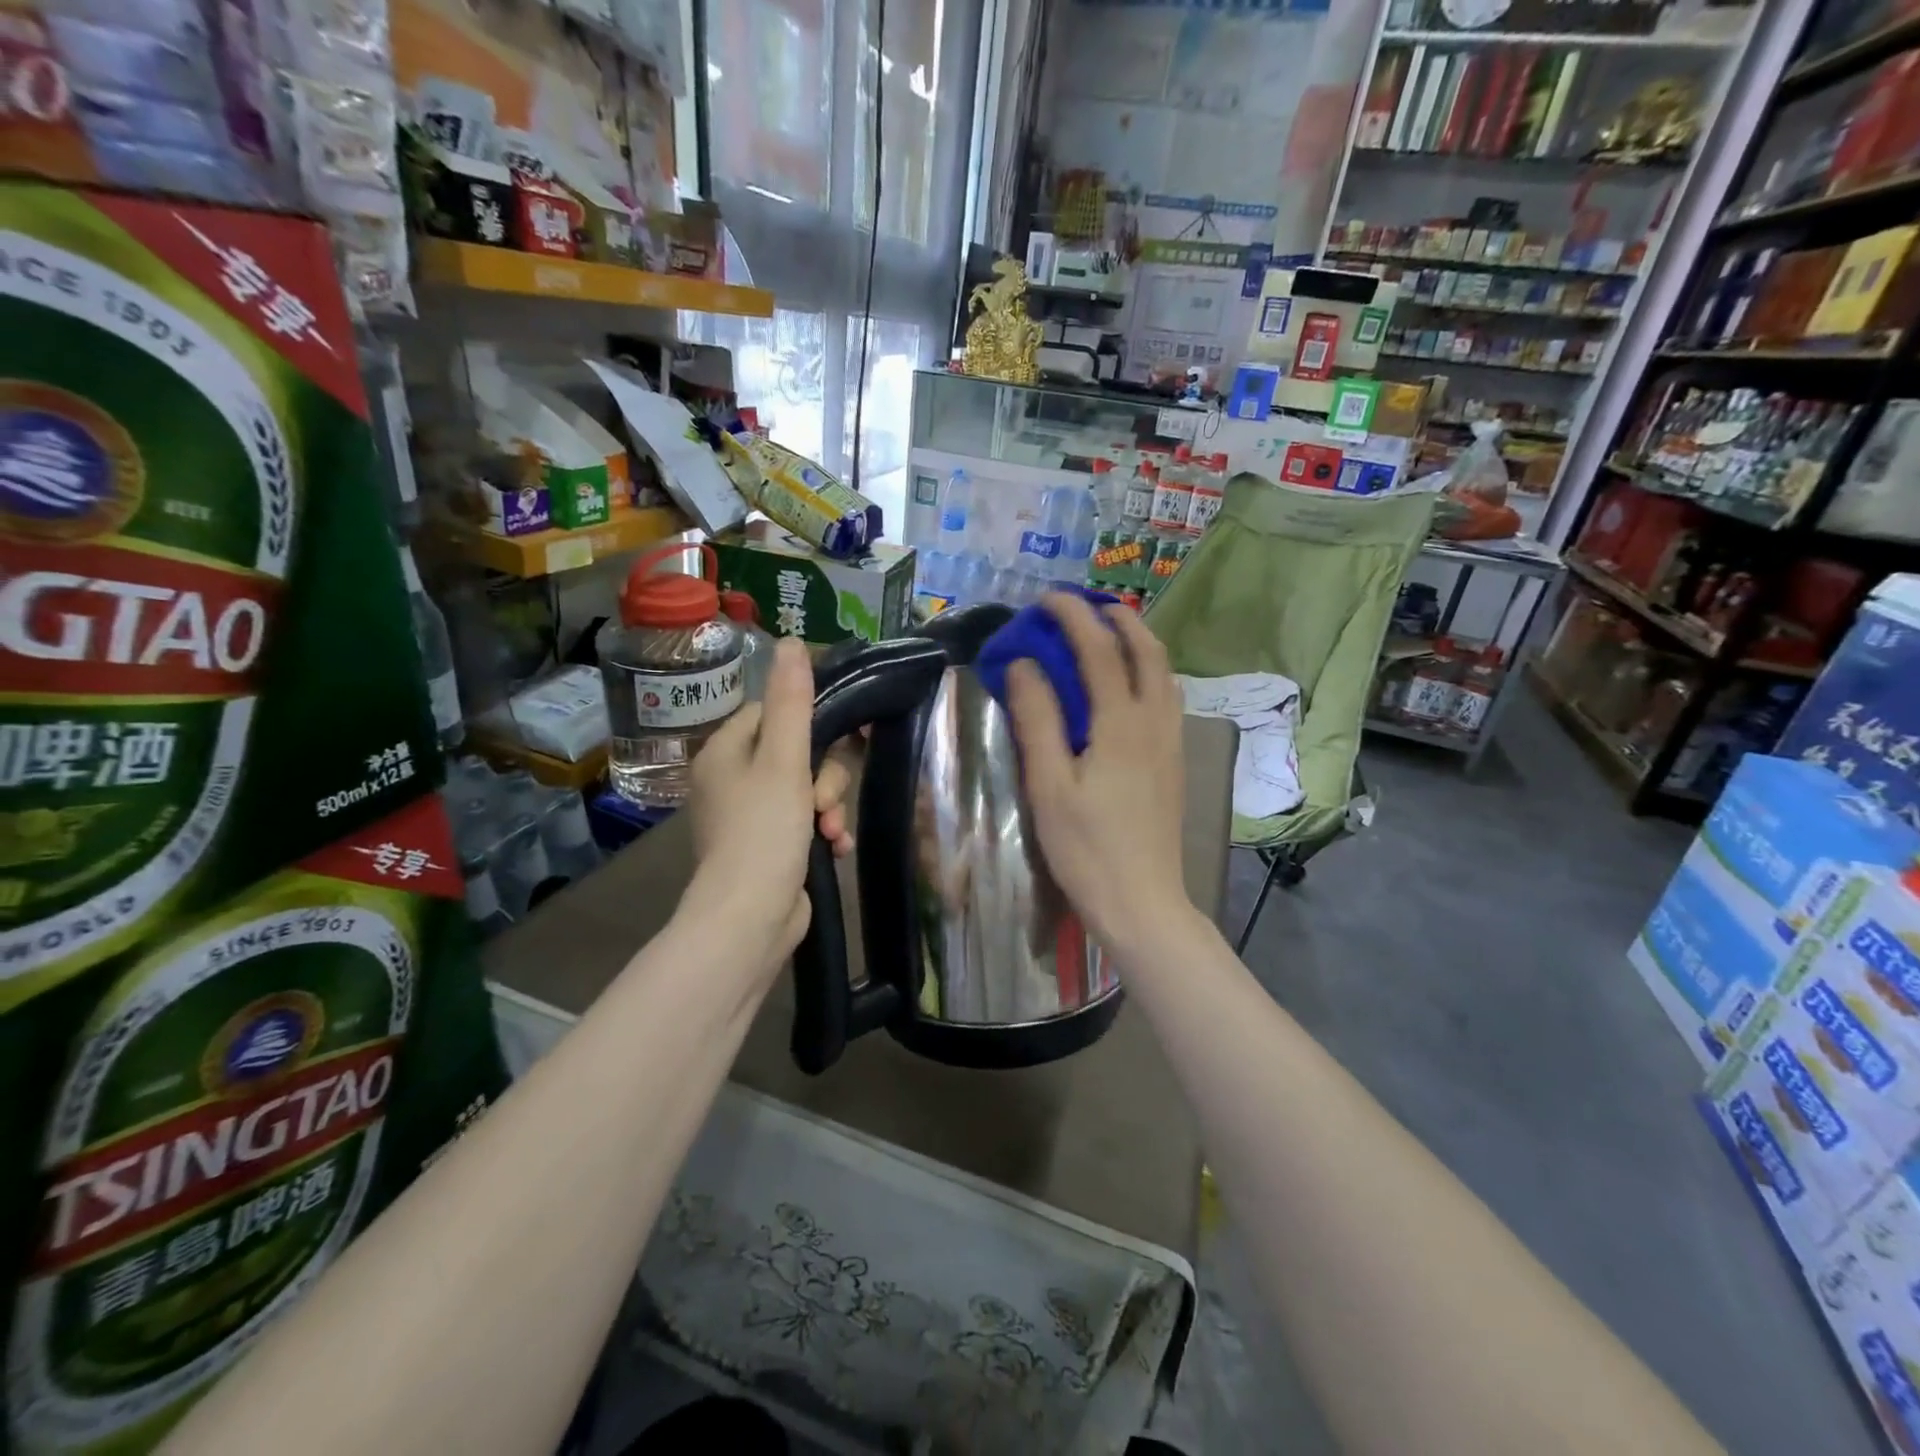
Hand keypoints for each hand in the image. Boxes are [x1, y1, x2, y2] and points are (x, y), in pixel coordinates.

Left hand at [685, 639, 855, 967]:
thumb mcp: (784, 760)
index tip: (846, 732)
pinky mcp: (770, 846)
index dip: (812, 719)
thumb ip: (792, 702)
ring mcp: (751, 815)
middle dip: (824, 777)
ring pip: (808, 789)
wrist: (749, 919)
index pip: (774, 711)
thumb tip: (792, 641)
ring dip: (829, 807)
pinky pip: (806, 821)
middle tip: (822, 800)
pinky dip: (823, 832)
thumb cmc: (763, 832)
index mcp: (727, 751)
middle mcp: (734, 779)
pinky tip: (836, 847)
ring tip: (830, 832)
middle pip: (798, 752)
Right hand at [1004, 594, 1187, 947]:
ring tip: (1108, 635)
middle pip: (1147, 650)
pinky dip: (1149, 672)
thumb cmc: (1086, 849)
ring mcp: (1172, 742)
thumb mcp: (1049, 786)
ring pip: (1165, 672)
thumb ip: (1037, 720)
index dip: (1072, 616)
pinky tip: (1129, 687)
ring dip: (1138, 641)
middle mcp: (1155, 722)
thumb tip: (1023, 664)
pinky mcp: (1175, 762)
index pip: (1098, 649)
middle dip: (1118, 617)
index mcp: (1121, 724)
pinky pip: (1168, 697)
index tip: (1046, 600)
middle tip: (1085, 607)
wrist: (1142, 902)